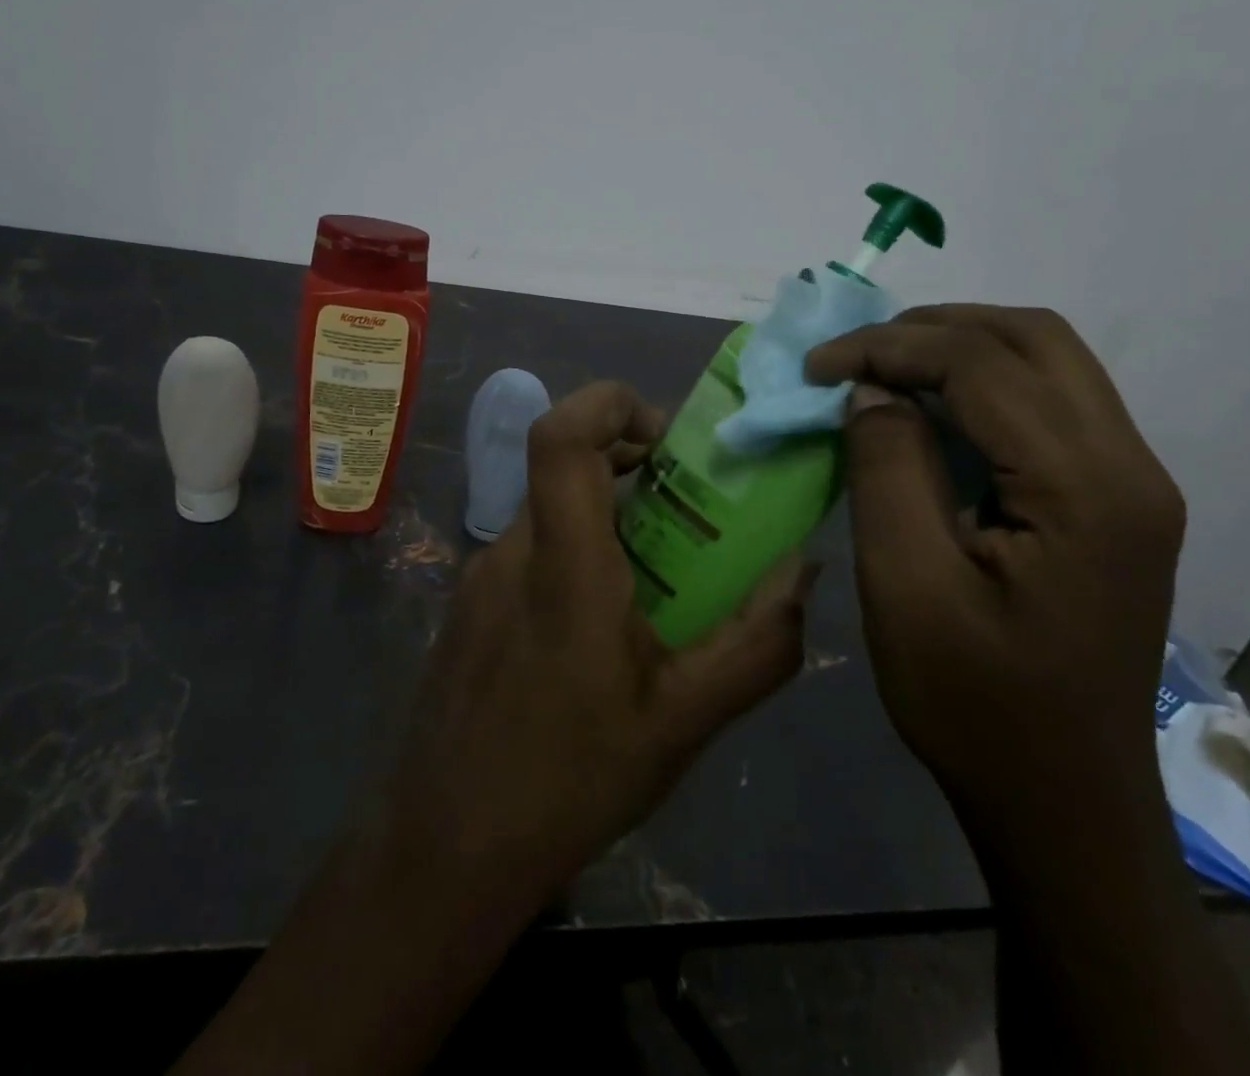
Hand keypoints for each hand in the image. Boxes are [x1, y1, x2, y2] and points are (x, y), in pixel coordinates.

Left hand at [379, 381, 812, 910]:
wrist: (447, 847)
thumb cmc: (570, 779)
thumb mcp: (684, 721)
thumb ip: (757, 644)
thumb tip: (803, 571)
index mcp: (562, 564)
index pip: (560, 437)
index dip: (607, 403)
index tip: (664, 434)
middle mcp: (512, 551)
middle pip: (562, 466)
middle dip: (627, 460)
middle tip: (684, 500)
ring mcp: (480, 577)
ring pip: (549, 511)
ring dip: (605, 513)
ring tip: (658, 572)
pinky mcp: (469, 606)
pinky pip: (529, 551)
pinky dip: (575, 550)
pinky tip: (604, 623)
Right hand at [806, 306, 1182, 837]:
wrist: (1062, 800)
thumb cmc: (974, 701)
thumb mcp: (906, 583)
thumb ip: (887, 467)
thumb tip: (873, 391)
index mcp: (1086, 489)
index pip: (981, 365)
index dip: (888, 347)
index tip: (816, 368)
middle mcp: (1130, 467)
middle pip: (1034, 338)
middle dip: (932, 329)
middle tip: (854, 356)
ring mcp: (1133, 484)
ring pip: (1048, 362)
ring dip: (959, 349)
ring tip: (882, 371)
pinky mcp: (1115, 503)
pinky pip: (1050, 405)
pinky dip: (981, 386)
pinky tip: (929, 413)